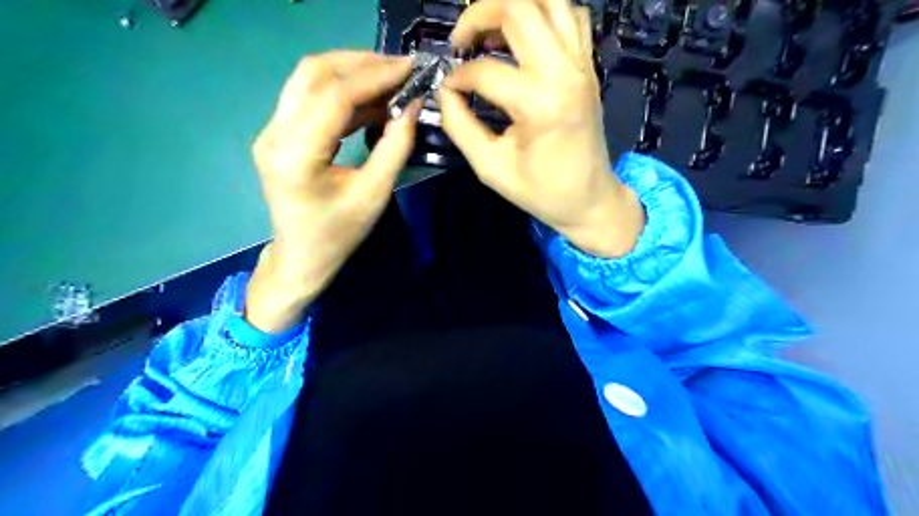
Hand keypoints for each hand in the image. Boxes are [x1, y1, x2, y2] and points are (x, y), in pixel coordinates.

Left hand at [244, 52, 417, 331]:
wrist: (301, 257)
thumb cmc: (338, 234)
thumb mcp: (374, 195)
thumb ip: (394, 148)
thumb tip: (411, 107)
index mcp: (296, 155)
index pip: (334, 96)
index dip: (374, 76)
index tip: (409, 68)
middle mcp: (274, 134)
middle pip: (314, 73)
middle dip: (361, 63)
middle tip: (400, 68)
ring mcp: (271, 131)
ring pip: (308, 79)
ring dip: (351, 72)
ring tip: (390, 78)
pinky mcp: (278, 134)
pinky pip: (309, 97)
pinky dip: (342, 91)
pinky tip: (371, 98)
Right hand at [440, 0, 640, 254]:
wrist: (589, 199)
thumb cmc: (541, 191)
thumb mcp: (490, 168)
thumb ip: (460, 126)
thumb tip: (445, 92)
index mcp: (540, 104)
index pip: (486, 70)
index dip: (457, 77)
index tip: (447, 90)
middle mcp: (565, 72)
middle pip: (519, 8)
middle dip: (478, 15)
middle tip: (462, 43)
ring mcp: (582, 64)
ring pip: (549, 0)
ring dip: (512, 7)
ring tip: (489, 32)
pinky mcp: (589, 65)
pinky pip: (571, 16)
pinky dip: (543, 14)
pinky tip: (524, 37)